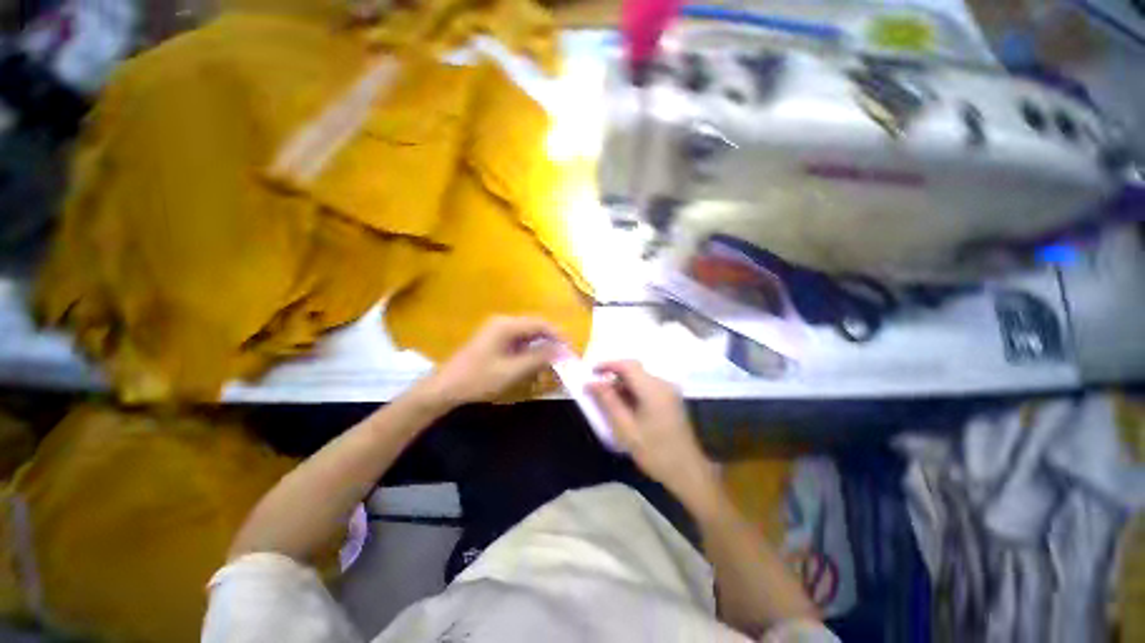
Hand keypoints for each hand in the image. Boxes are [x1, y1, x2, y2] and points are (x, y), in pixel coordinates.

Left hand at [419, 316, 561, 406]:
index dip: (559, 336)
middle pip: (536, 327)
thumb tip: (563, 351)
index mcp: (507, 325)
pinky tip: (535, 365)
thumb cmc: (478, 379)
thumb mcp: (512, 371)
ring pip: (529, 335)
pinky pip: (520, 342)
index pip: (541, 324)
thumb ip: (539, 358)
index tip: (572, 351)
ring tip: (553, 363)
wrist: (445, 388)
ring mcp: (498, 330)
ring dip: (542, 348)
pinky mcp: (495, 340)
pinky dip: (530, 352)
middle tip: (565, 358)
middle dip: (552, 342)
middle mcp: (504, 322)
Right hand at [588, 361, 718, 507]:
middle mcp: (663, 384)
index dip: (607, 365)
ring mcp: (669, 390)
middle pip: (634, 369)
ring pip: (640, 377)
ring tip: (608, 399)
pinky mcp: (670, 398)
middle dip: (614, 375)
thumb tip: (591, 383)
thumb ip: (608, 401)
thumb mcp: (625, 428)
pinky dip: (633, 390)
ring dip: (623, 384)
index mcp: (653, 389)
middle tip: (596, 388)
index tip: (591, 372)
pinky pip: (647, 386)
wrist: (687, 471)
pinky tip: (625, 405)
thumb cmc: (654, 452)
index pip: (627, 365)